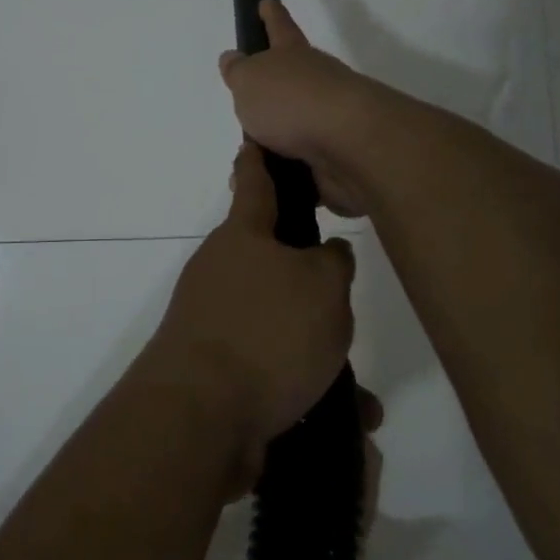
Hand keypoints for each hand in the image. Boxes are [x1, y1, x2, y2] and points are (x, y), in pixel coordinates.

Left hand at [140, 143, 356, 473]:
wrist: (198, 417)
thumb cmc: (266, 332)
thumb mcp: (323, 287)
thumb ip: (333, 262)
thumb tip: (326, 254)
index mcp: (242, 237)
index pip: (253, 182)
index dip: (259, 158)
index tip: (255, 138)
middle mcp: (220, 273)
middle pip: (272, 264)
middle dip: (311, 285)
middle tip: (346, 304)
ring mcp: (213, 323)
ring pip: (279, 327)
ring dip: (318, 354)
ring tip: (361, 393)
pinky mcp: (214, 372)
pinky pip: (272, 372)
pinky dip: (305, 390)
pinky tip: (346, 422)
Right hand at [219, 0, 380, 216]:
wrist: (350, 147)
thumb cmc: (292, 102)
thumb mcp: (250, 80)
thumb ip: (239, 71)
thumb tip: (233, 59)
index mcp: (294, 56)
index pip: (279, 28)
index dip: (271, 16)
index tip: (266, 2)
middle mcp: (316, 83)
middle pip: (290, 81)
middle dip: (271, 91)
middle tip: (247, 103)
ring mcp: (329, 122)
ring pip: (294, 128)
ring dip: (272, 141)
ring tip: (247, 157)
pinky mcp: (335, 159)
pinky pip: (301, 166)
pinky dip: (283, 175)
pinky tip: (264, 184)